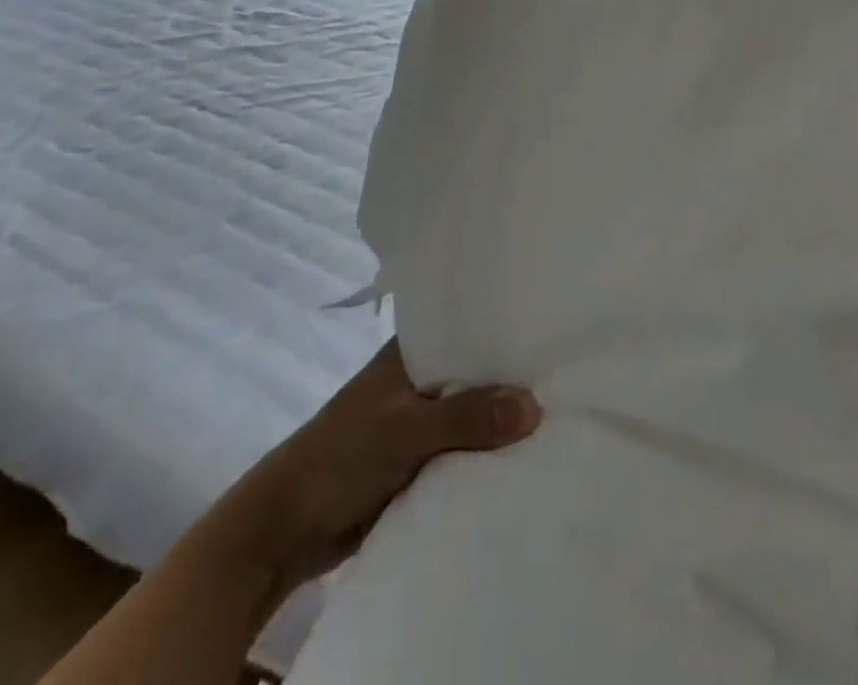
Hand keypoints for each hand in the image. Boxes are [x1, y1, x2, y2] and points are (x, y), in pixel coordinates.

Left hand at [273, 339, 541, 579]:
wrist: (285, 530)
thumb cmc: (340, 457)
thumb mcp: (405, 430)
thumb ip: (467, 417)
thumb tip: (535, 406)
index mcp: (410, 353)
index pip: (467, 328)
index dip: (505, 329)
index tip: (552, 330)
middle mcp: (419, 380)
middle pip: (475, 375)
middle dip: (512, 380)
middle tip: (571, 378)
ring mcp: (419, 422)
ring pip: (472, 415)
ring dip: (502, 423)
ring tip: (564, 415)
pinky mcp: (419, 462)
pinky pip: (464, 452)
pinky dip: (487, 456)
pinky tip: (527, 458)